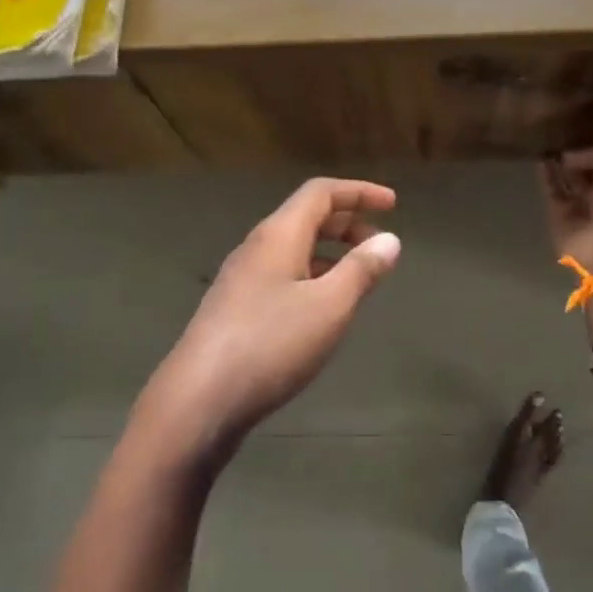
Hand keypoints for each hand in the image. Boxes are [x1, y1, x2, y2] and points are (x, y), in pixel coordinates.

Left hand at [142, 178, 400, 456]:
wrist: (199, 399)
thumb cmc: (271, 344)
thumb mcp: (329, 306)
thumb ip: (361, 269)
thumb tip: (390, 239)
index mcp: (278, 235)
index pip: (321, 192)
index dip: (359, 192)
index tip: (393, 204)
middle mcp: (256, 248)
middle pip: (306, 217)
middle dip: (347, 223)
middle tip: (380, 244)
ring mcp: (241, 279)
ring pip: (293, 249)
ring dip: (330, 252)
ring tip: (358, 277)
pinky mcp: (235, 309)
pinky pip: (282, 275)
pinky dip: (311, 276)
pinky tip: (323, 308)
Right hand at [538, 150, 592, 271]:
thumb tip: (571, 157)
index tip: (583, 133)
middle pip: (591, 175)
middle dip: (578, 159)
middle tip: (560, 138)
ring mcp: (586, 212)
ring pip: (571, 185)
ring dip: (559, 168)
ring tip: (545, 145)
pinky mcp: (563, 222)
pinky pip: (554, 195)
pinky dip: (547, 180)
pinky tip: (539, 160)